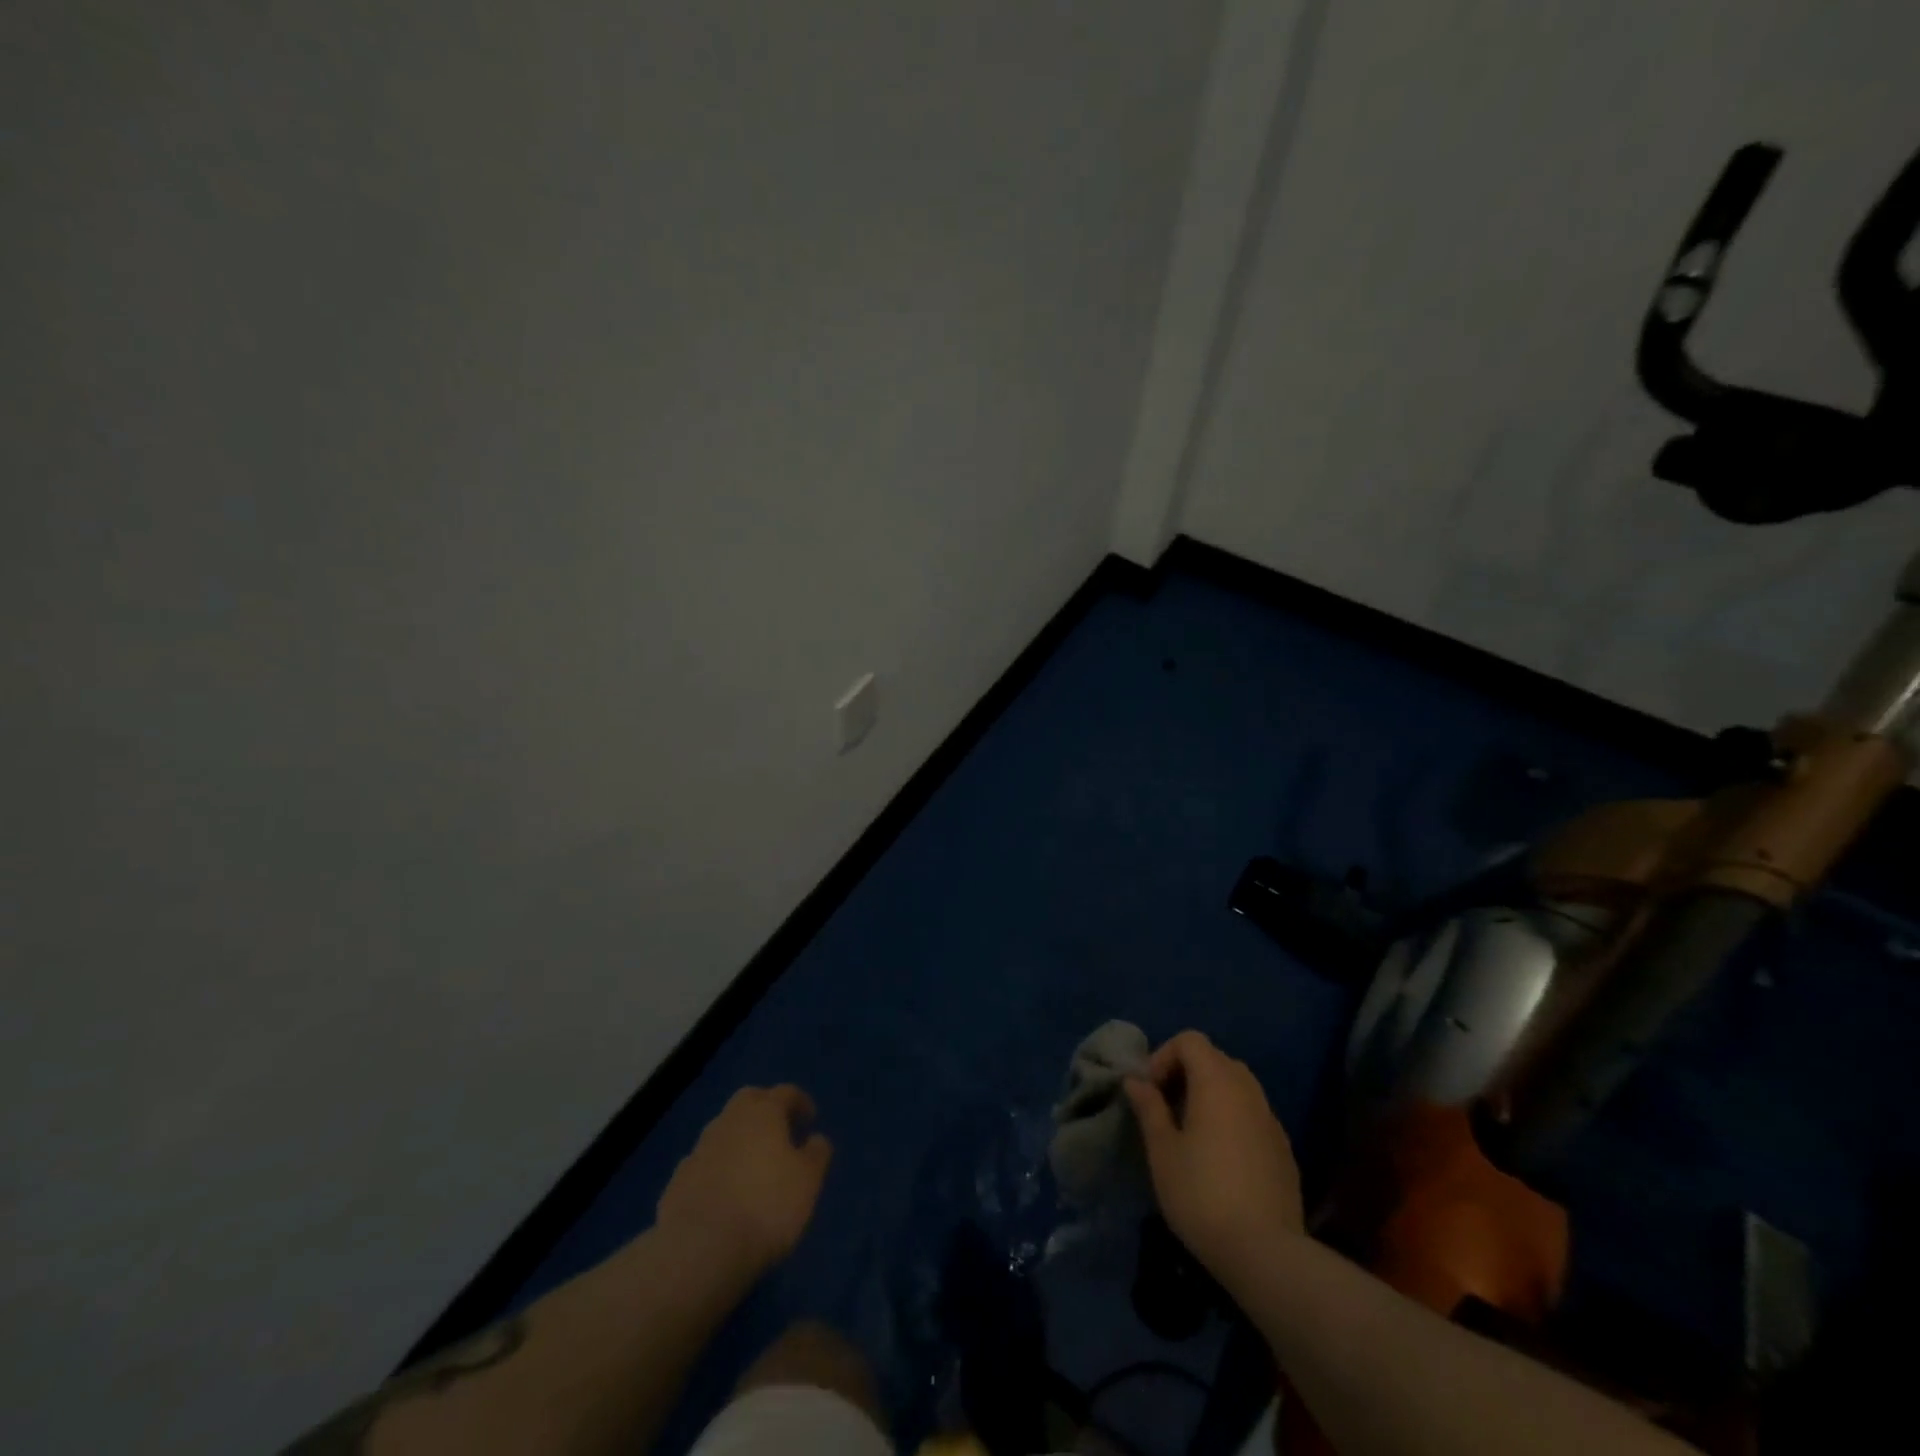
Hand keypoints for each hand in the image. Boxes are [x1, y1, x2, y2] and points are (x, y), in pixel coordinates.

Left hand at [656, 1085, 832, 1278]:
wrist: (700, 1249)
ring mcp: (699, 1149)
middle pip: (749, 1100)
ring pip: (724, 1130)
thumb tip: (816, 1139)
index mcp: (763, 1112)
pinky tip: (724, 1192)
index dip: (801, 1103)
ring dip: (739, 1139)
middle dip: (765, 1109)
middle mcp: (729, 1120)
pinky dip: (717, 1168)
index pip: (785, 1093)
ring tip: (752, 1165)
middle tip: (780, 1132)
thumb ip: (817, 1154)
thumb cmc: (766, 1206)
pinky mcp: (678, 1180)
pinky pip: (704, 1163)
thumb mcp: (808, 1181)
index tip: (810, 1120)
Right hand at [1125, 1031, 1304, 1280]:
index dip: (1164, 1056)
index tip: (1151, 1092)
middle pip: (1215, 1059)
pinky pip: (1252, 1115)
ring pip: (1237, 1087)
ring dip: (1210, 1096)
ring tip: (1190, 1133)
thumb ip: (1149, 1107)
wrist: (1266, 1253)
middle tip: (1165, 1109)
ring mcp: (1271, 1119)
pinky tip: (1220, 1159)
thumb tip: (1136, 1080)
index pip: (1190, 1041)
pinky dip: (1231, 1120)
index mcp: (1217, 1081)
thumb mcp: (1162, 1150)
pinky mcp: (1283, 1149)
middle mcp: (1248, 1090)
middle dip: (1186, 1074)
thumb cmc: (1202, 1194)